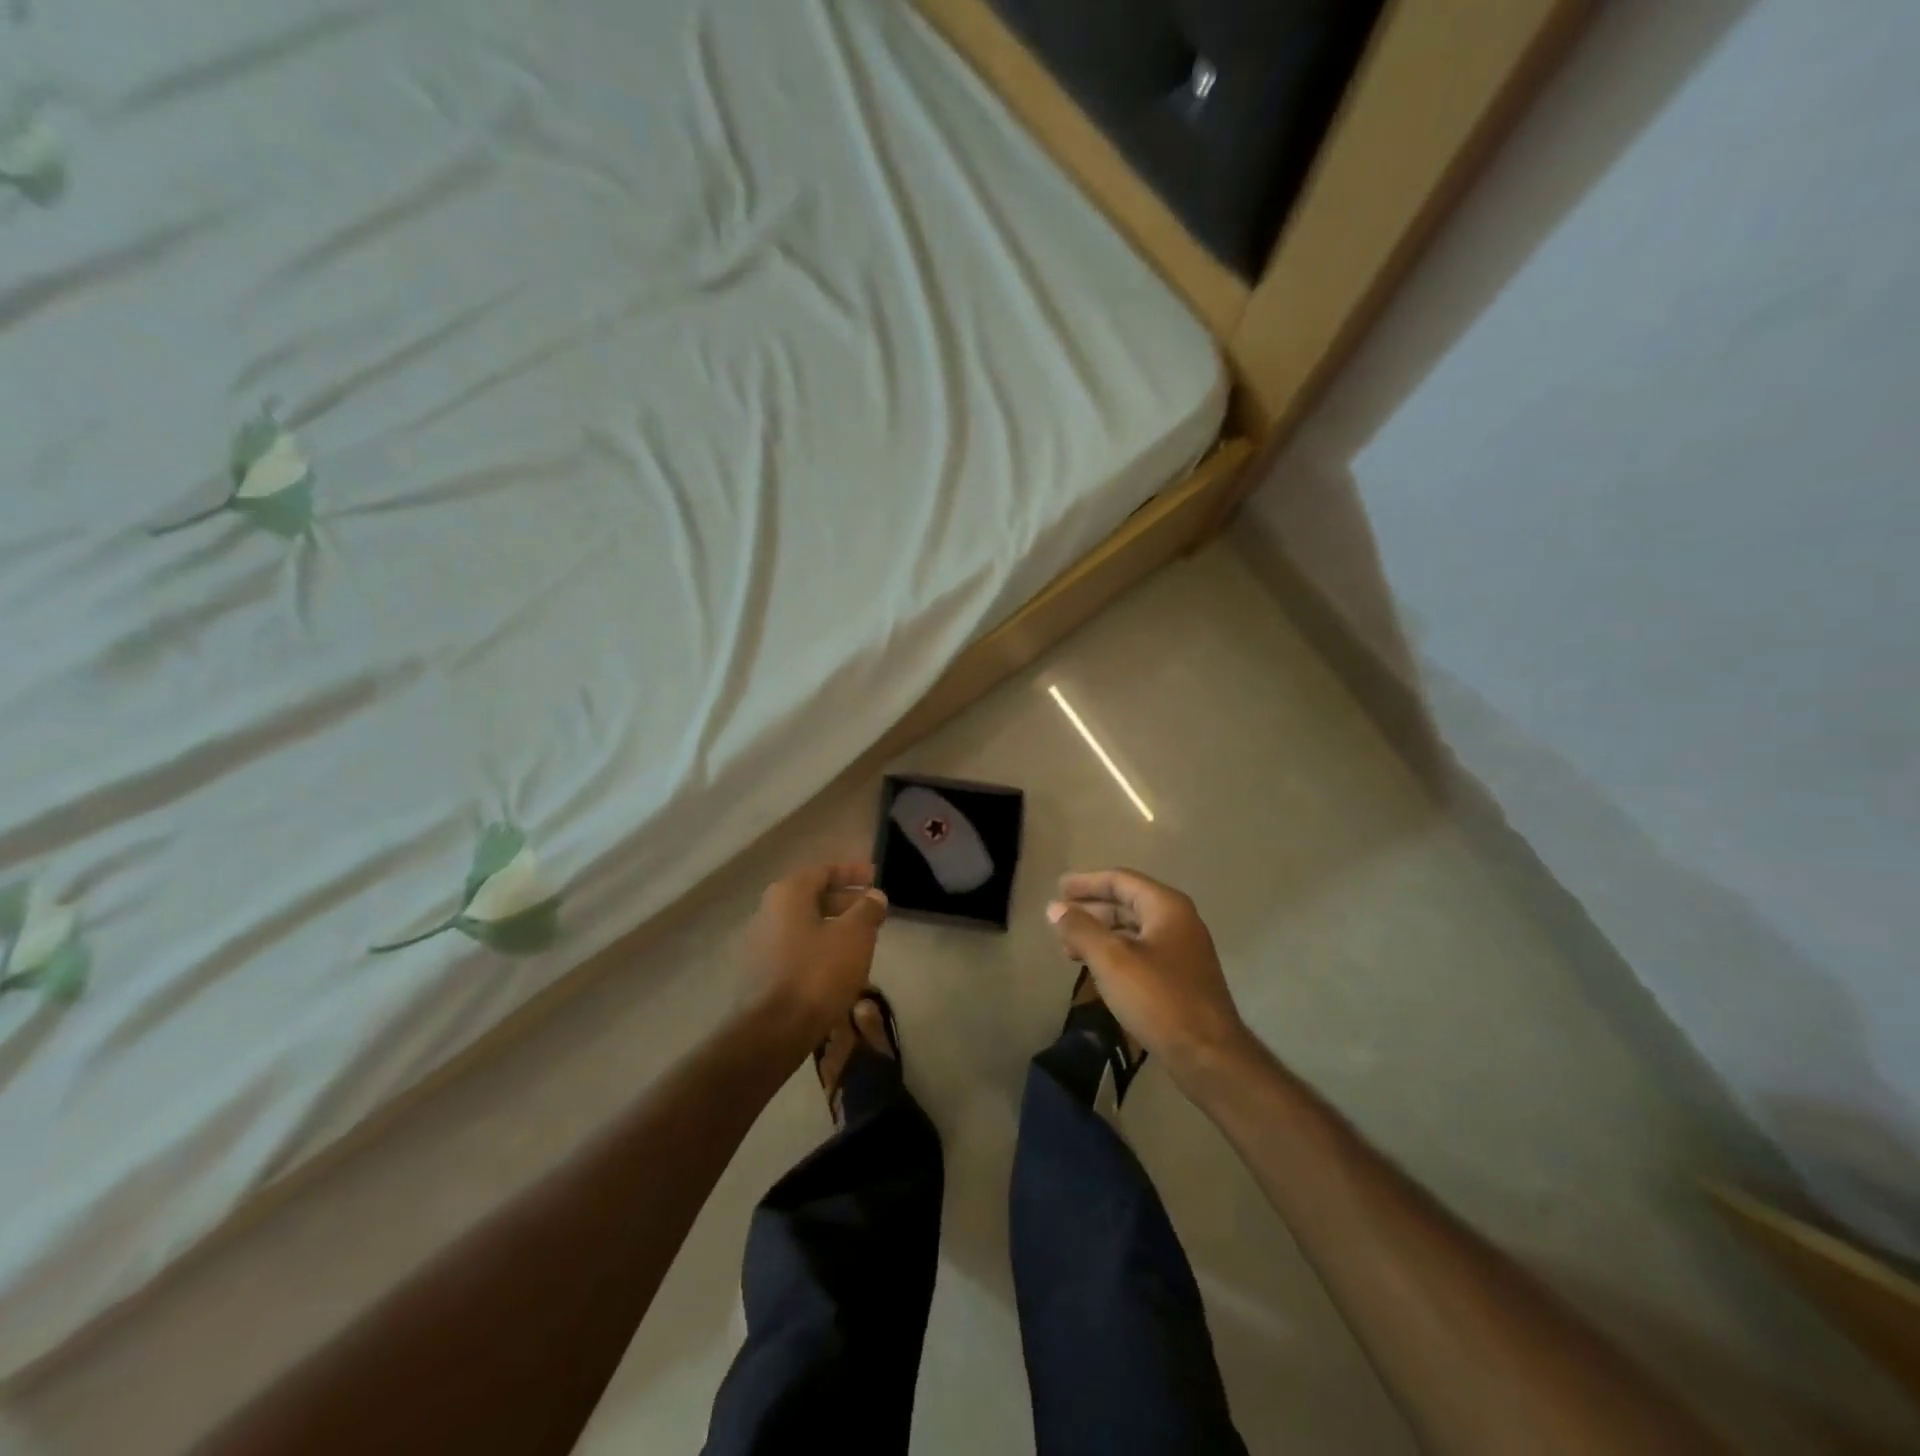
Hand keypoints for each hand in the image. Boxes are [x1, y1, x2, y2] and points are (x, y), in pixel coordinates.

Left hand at [744, 862, 888, 1043]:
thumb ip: (868, 909)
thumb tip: (875, 895)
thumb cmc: (817, 972)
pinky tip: (841, 966)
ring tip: (863, 939)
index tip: (877, 878)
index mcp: (788, 893)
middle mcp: (768, 911)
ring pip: (806, 925)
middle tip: (874, 911)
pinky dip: (821, 948)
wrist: (774, 1030)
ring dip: (835, 927)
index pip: (824, 870)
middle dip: (846, 901)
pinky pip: (797, 948)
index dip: (853, 873)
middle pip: (813, 896)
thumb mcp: (855, 935)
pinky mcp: (762, 972)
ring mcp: (761, 943)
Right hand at [1046, 869, 1251, 1086]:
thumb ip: (1080, 929)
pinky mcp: (1181, 978)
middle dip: (1092, 909)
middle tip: (1059, 917)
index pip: (1120, 880)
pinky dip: (1116, 953)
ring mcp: (1183, 950)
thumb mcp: (1111, 960)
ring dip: (1101, 933)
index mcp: (1166, 906)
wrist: (1209, 1056)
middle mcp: (1178, 921)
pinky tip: (1097, 969)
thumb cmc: (1158, 999)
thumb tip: (1054, 908)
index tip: (1058, 888)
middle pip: (1128, 903)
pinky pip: (1141, 952)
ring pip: (1134, 930)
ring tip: (1069, 946)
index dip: (1086, 883)